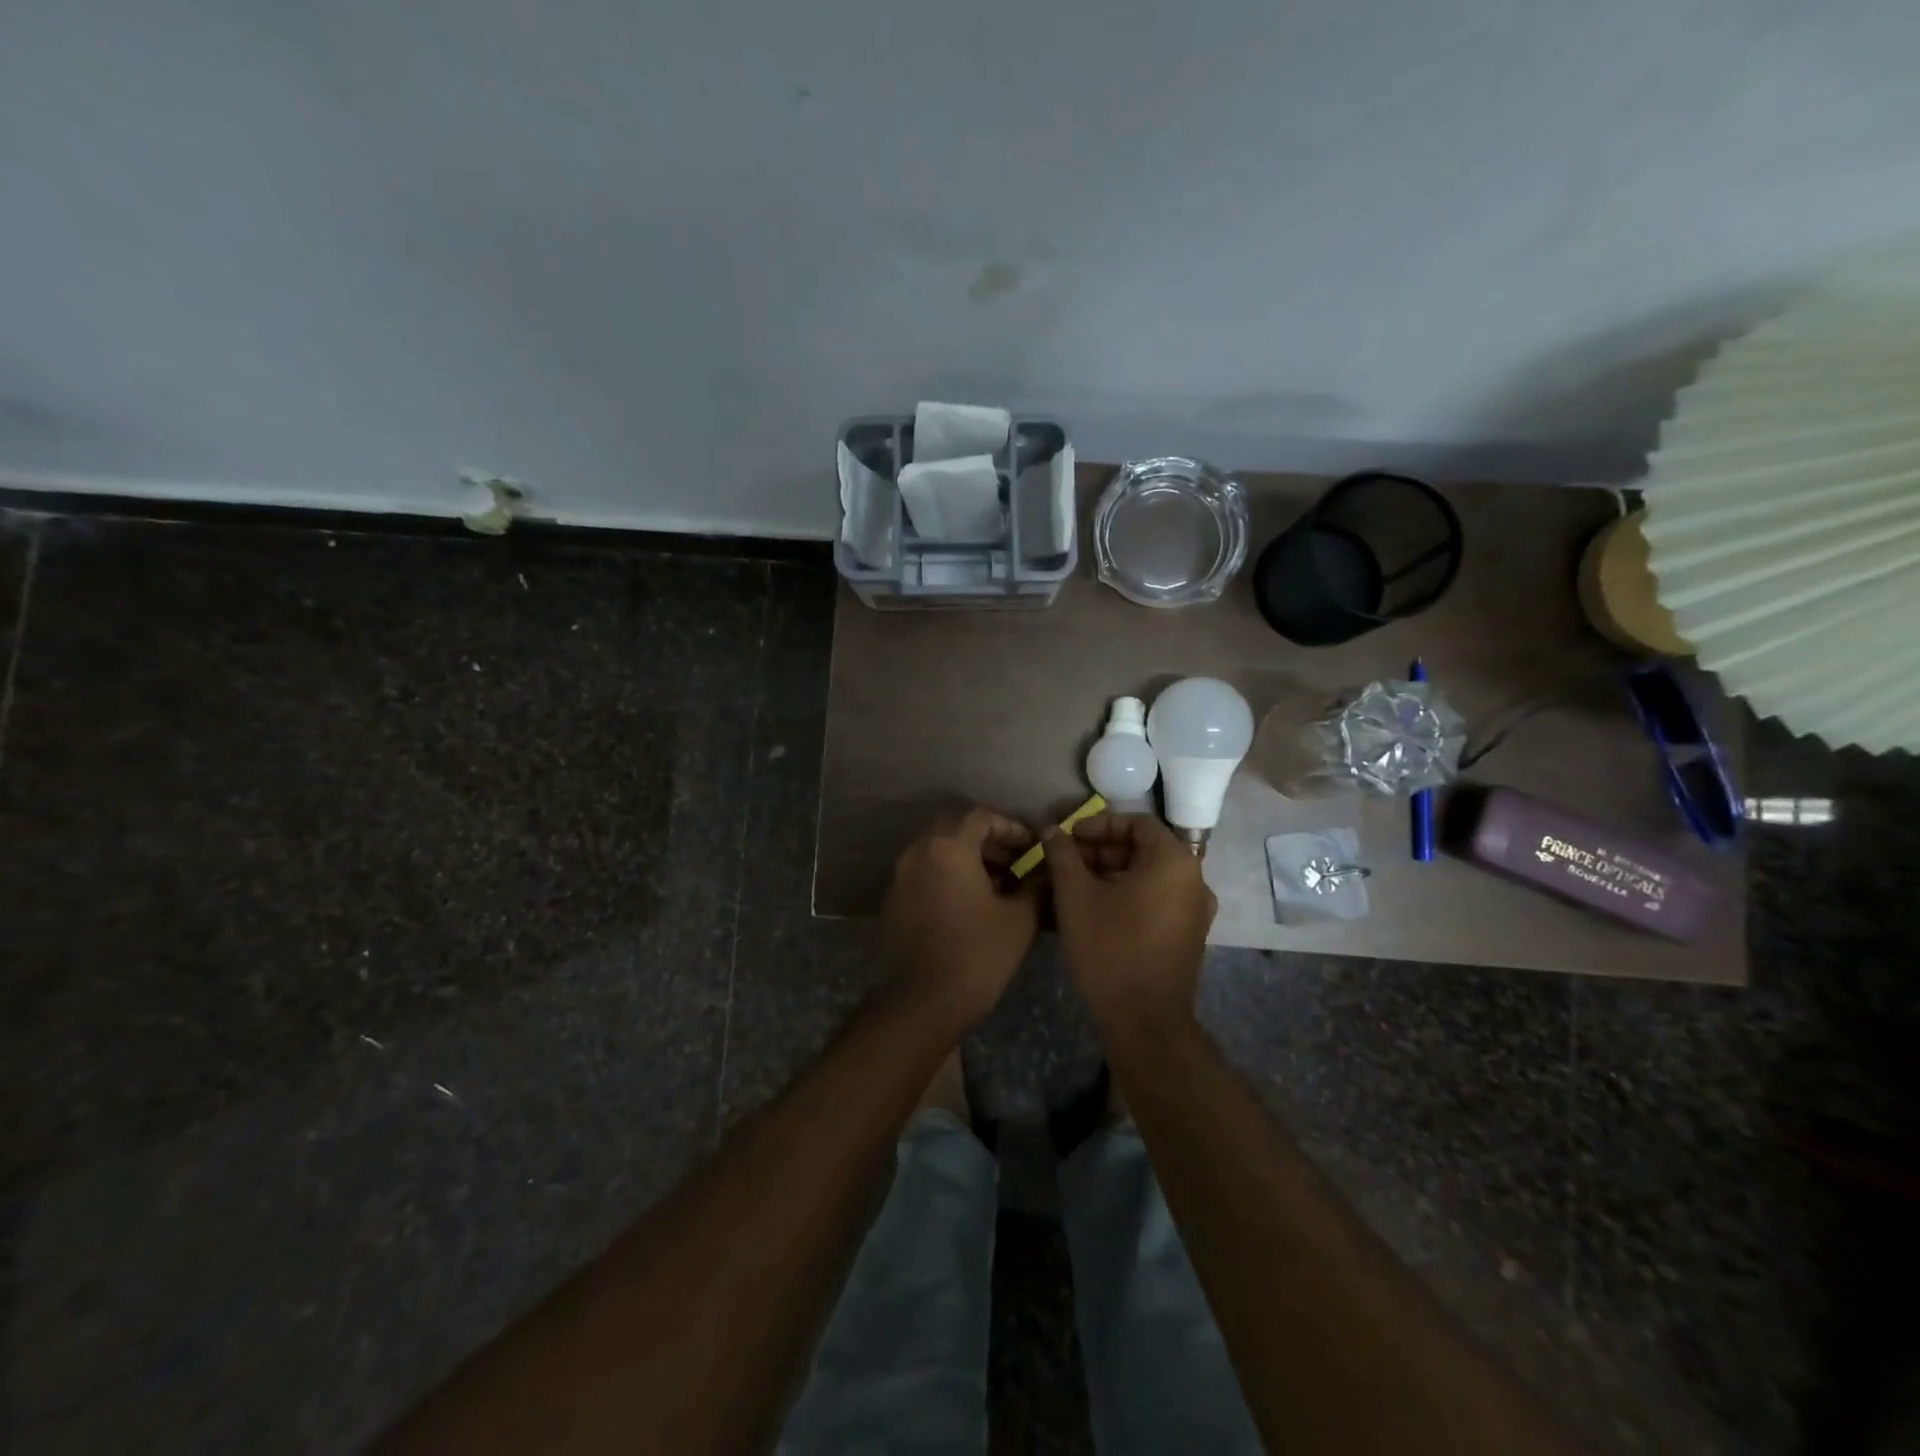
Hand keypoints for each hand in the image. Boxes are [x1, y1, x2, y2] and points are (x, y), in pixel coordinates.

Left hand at [880, 808, 1038, 1029]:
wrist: (921, 1002)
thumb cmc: (976, 955)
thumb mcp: (1019, 919)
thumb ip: (1035, 886)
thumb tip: (1046, 872)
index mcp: (948, 847)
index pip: (981, 817)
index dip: (1011, 827)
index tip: (1031, 847)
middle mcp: (918, 852)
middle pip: (956, 829)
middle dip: (988, 840)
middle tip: (1015, 862)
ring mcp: (901, 876)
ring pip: (938, 851)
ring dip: (968, 858)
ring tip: (999, 885)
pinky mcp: (894, 900)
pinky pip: (925, 873)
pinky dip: (948, 876)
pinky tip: (971, 904)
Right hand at [1043, 813, 1215, 1032]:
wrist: (1144, 1021)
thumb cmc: (1110, 948)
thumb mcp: (1076, 896)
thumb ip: (1063, 856)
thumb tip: (1053, 830)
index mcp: (1174, 861)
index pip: (1137, 823)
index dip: (1099, 825)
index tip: (1069, 838)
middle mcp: (1194, 880)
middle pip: (1145, 849)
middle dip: (1103, 850)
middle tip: (1067, 862)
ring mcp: (1196, 911)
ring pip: (1150, 876)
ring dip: (1112, 873)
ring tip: (1075, 886)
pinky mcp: (1189, 936)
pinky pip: (1157, 900)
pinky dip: (1128, 895)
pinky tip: (1096, 911)